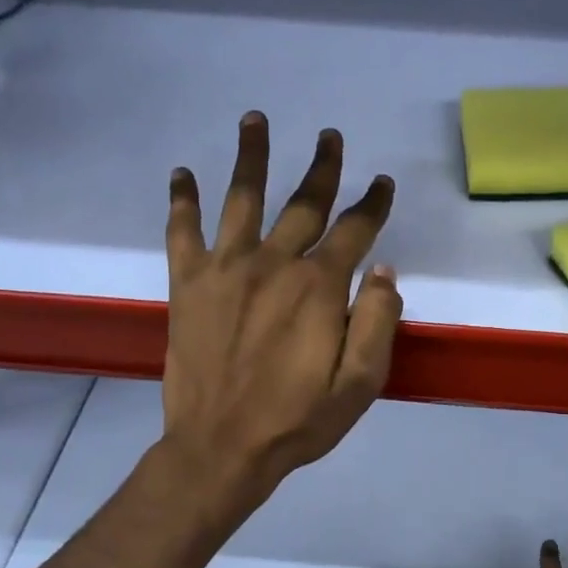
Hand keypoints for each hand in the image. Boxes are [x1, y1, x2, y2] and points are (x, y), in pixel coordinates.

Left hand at [162, 112, 401, 512]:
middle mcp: (273, 264)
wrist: (222, 448)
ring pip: (241, 199)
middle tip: (330, 136)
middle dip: (322, 168)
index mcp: (319, 288)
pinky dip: (182, 201)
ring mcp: (226, 270)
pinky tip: (181, 175)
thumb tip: (385, 270)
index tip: (382, 183)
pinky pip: (183, 233)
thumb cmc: (299, 419)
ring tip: (254, 119)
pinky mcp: (188, 285)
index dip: (372, 204)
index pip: (354, 231)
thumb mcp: (362, 383)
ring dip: (250, 157)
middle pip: (303, 203)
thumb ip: (378, 321)